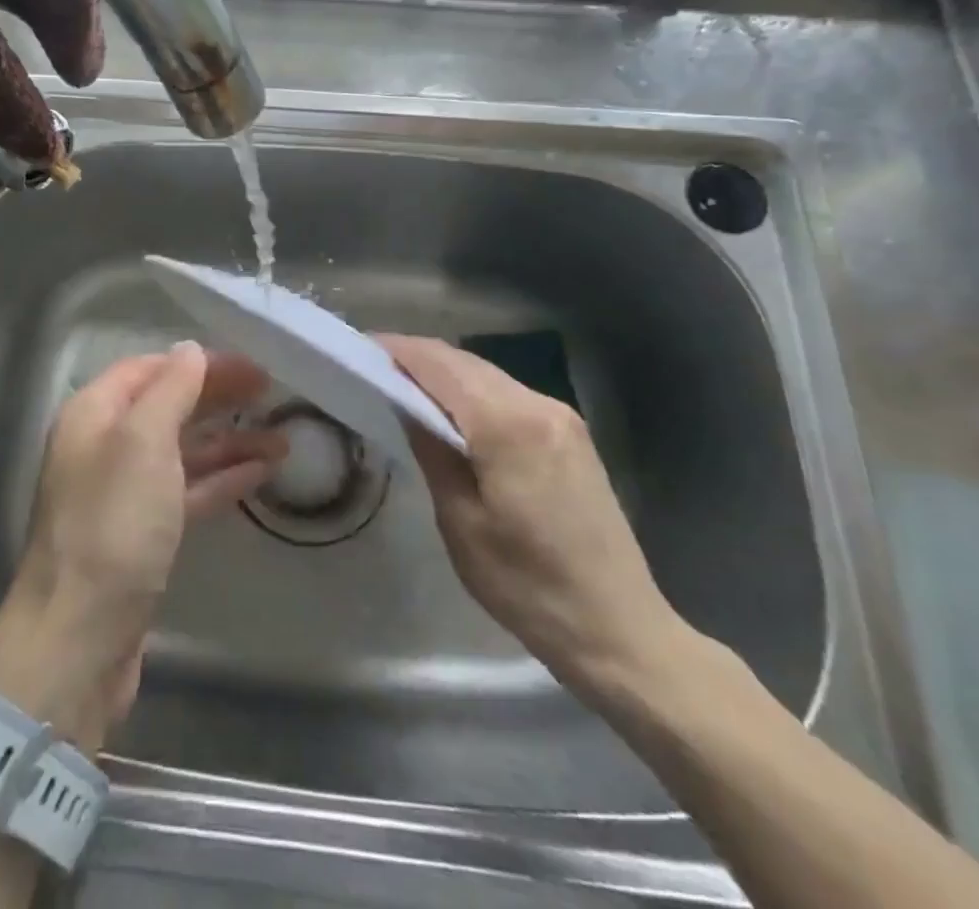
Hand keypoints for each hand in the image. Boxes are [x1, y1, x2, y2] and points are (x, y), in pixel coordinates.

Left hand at [0, 343, 281, 748]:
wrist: (80, 638)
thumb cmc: (113, 526)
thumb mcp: (143, 443)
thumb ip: (170, 390)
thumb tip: (190, 350)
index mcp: (94, 414)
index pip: (150, 368)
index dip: (200, 363)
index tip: (251, 365)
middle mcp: (105, 446)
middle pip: (168, 406)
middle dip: (218, 398)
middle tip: (273, 393)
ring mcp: (124, 493)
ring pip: (182, 451)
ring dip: (229, 442)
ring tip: (283, 439)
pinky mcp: (142, 534)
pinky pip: (187, 491)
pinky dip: (221, 479)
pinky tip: (261, 473)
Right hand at [379, 334, 689, 697]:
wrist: (619, 629)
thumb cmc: (527, 585)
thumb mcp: (460, 521)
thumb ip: (431, 449)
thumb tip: (405, 403)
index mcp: (508, 424)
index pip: (440, 365)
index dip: (398, 350)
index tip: (360, 349)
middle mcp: (538, 404)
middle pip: (464, 362)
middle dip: (417, 358)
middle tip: (373, 367)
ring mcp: (560, 416)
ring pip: (487, 375)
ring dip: (445, 374)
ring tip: (403, 387)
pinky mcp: (570, 433)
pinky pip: (508, 394)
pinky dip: (472, 392)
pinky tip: (451, 411)